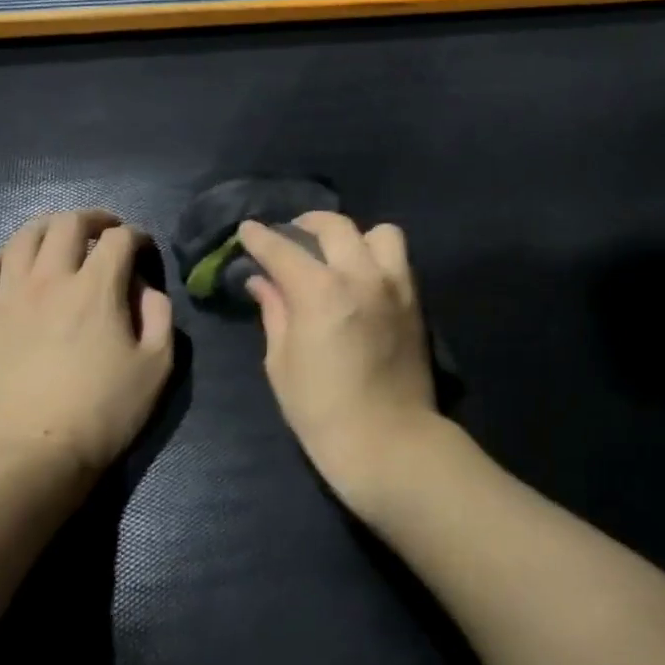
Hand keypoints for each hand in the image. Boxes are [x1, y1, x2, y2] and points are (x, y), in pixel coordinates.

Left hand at [0, 210, 173, 515]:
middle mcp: (49, 281)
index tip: (144, 250)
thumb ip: (159, 315)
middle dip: (93, 219)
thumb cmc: (103, 413)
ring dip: (48, 228)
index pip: (119, 239)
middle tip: (106, 231)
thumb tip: (145, 287)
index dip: (137, 236)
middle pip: (67, 224)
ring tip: (61, 238)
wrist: (29, 459)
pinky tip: (8, 264)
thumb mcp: (157, 366)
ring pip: (21, 238)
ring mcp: (5, 299)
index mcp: (97, 289)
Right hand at [237, 213, 438, 518]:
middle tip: (291, 237)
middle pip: (335, 226)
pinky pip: (398, 260)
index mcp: (321, 291)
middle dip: (306, 224)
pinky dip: (377, 257)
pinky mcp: (416, 301)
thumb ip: (274, 312)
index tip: (248, 230)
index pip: (283, 249)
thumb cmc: (322, 411)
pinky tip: (362, 277)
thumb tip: (262, 281)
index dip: (260, 237)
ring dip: (354, 236)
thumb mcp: (282, 363)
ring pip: (379, 232)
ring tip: (338, 255)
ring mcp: (395, 285)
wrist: (389, 440)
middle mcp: (362, 276)